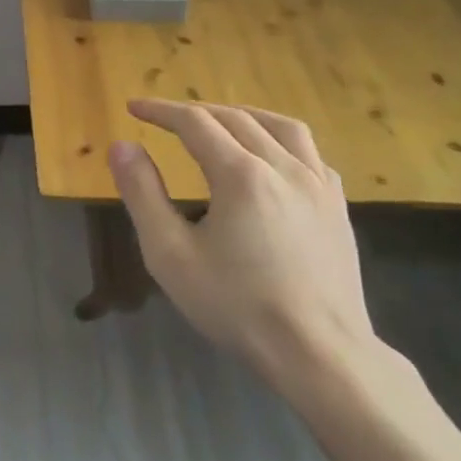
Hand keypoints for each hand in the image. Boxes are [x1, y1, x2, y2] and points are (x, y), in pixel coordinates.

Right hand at [107, 99, 373, 378]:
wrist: (319, 353)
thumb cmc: (236, 306)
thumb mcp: (170, 254)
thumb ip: (142, 193)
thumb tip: (123, 146)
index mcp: (241, 175)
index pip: (195, 122)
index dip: (160, 111)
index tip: (133, 107)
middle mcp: (284, 167)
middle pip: (235, 118)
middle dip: (195, 112)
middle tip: (164, 118)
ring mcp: (319, 185)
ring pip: (280, 126)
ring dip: (241, 115)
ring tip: (218, 122)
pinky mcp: (338, 206)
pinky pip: (310, 153)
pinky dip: (280, 140)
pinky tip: (271, 157)